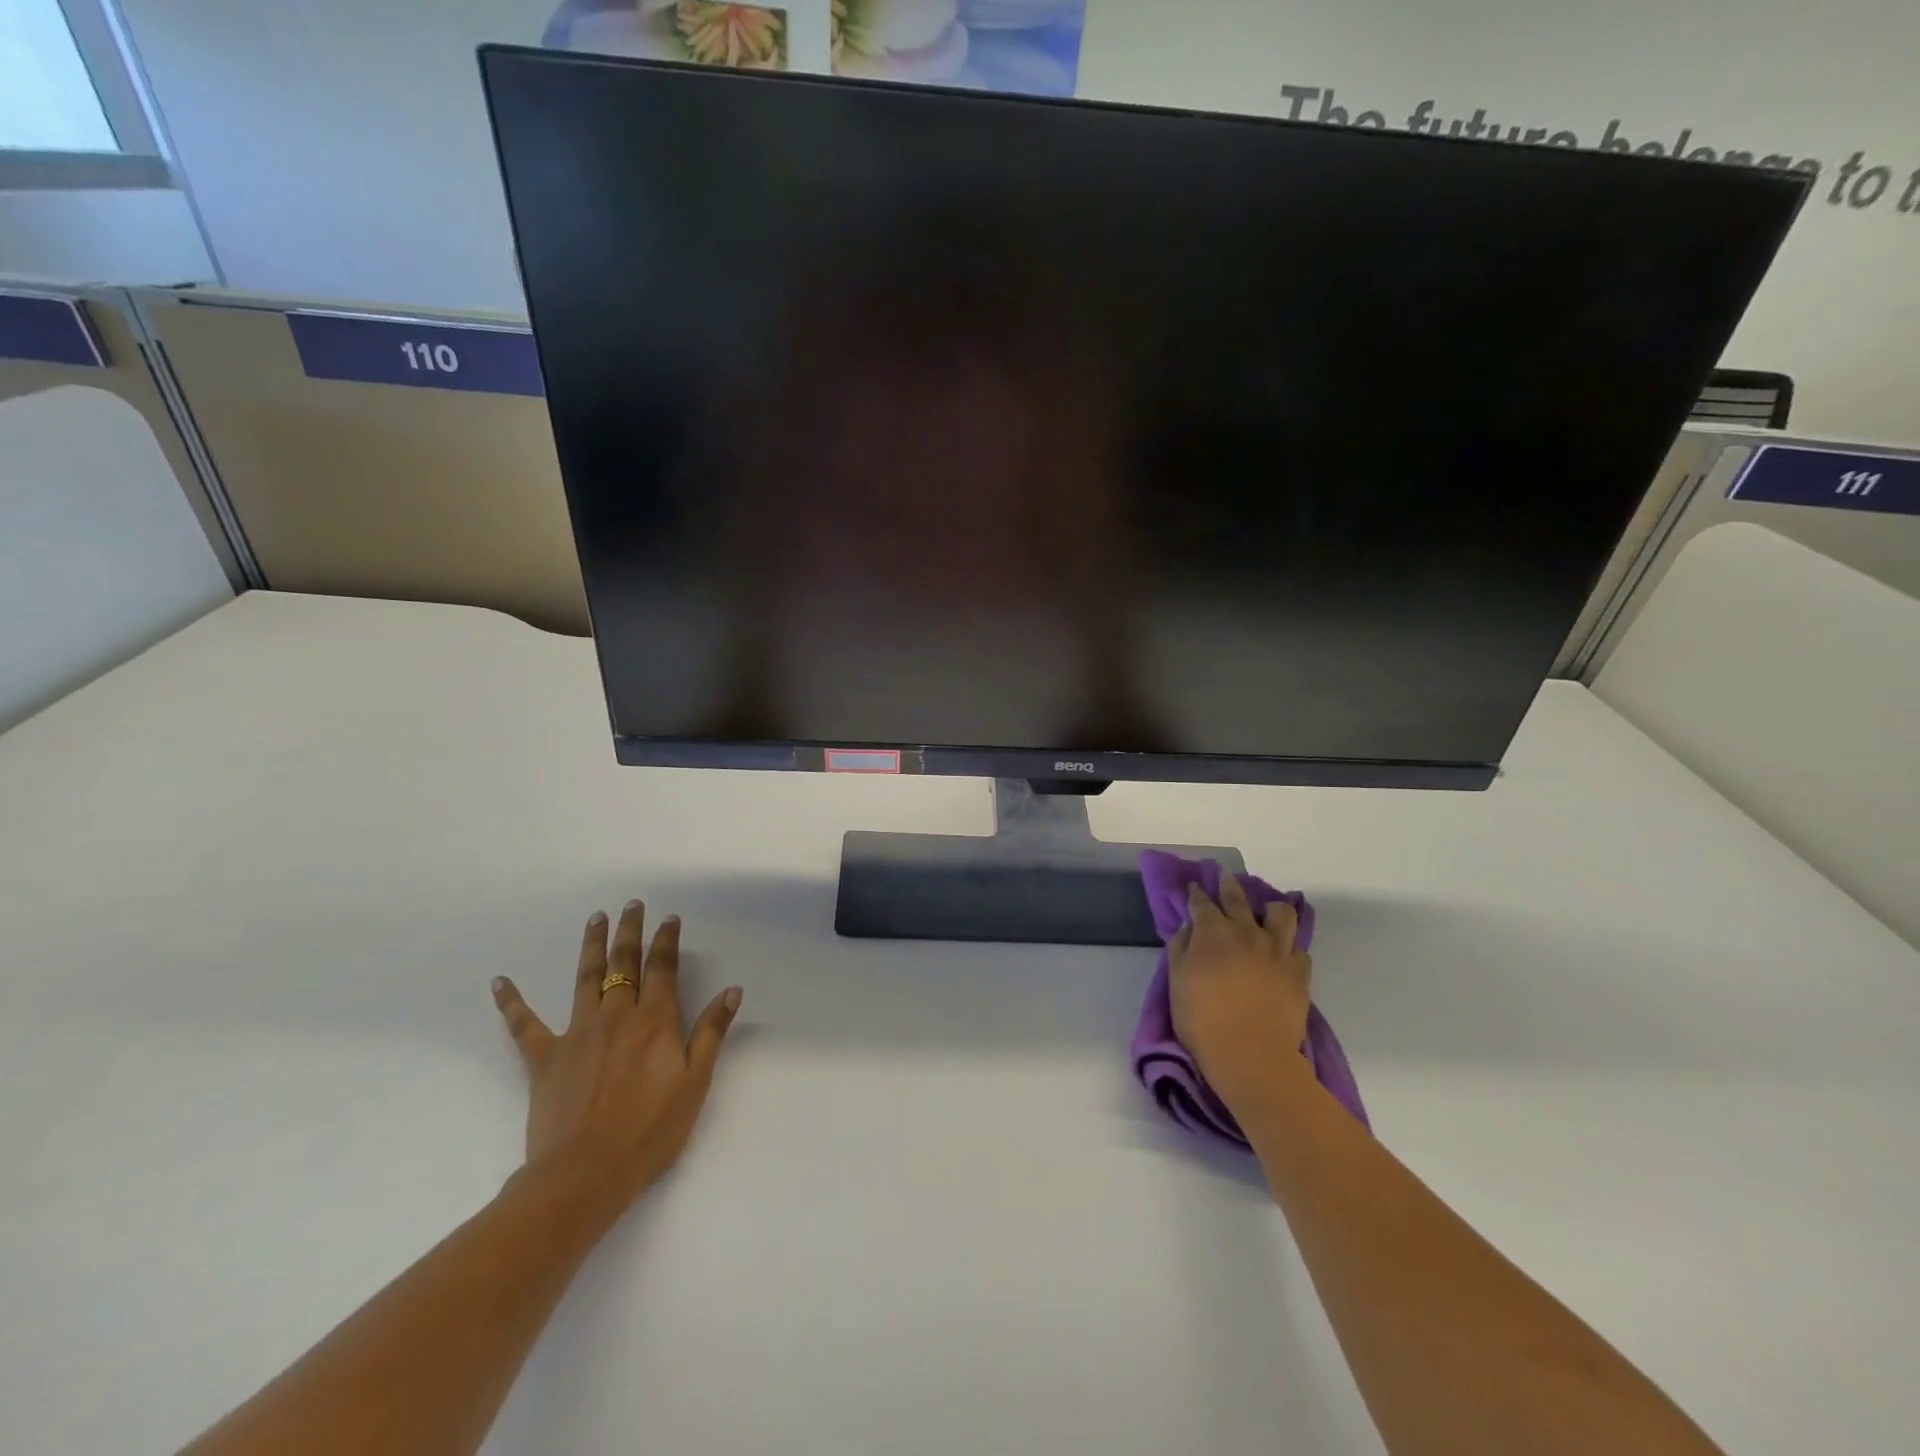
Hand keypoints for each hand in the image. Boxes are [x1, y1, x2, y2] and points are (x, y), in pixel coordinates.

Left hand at [490, 900, 742, 1214]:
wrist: (584, 1175)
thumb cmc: (650, 1131)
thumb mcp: (695, 1082)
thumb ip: (711, 1032)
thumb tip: (732, 990)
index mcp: (655, 1020)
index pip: (662, 968)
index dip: (667, 940)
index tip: (669, 919)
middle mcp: (617, 1015)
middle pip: (623, 963)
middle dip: (630, 931)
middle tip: (631, 905)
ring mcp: (577, 1033)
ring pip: (585, 978)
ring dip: (591, 946)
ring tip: (595, 918)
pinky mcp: (545, 1058)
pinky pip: (524, 1025)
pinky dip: (512, 1001)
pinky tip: (500, 981)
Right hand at [1168, 875, 1312, 1108]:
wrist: (1251, 1056)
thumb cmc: (1202, 1020)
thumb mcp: (1177, 982)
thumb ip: (1180, 948)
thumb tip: (1188, 928)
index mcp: (1212, 932)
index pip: (1201, 903)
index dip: (1196, 894)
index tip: (1193, 888)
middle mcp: (1246, 932)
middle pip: (1237, 898)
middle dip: (1228, 885)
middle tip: (1225, 878)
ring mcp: (1277, 951)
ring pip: (1281, 914)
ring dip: (1271, 909)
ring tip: (1266, 914)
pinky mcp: (1299, 973)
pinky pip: (1299, 950)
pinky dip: (1289, 949)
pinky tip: (1283, 955)